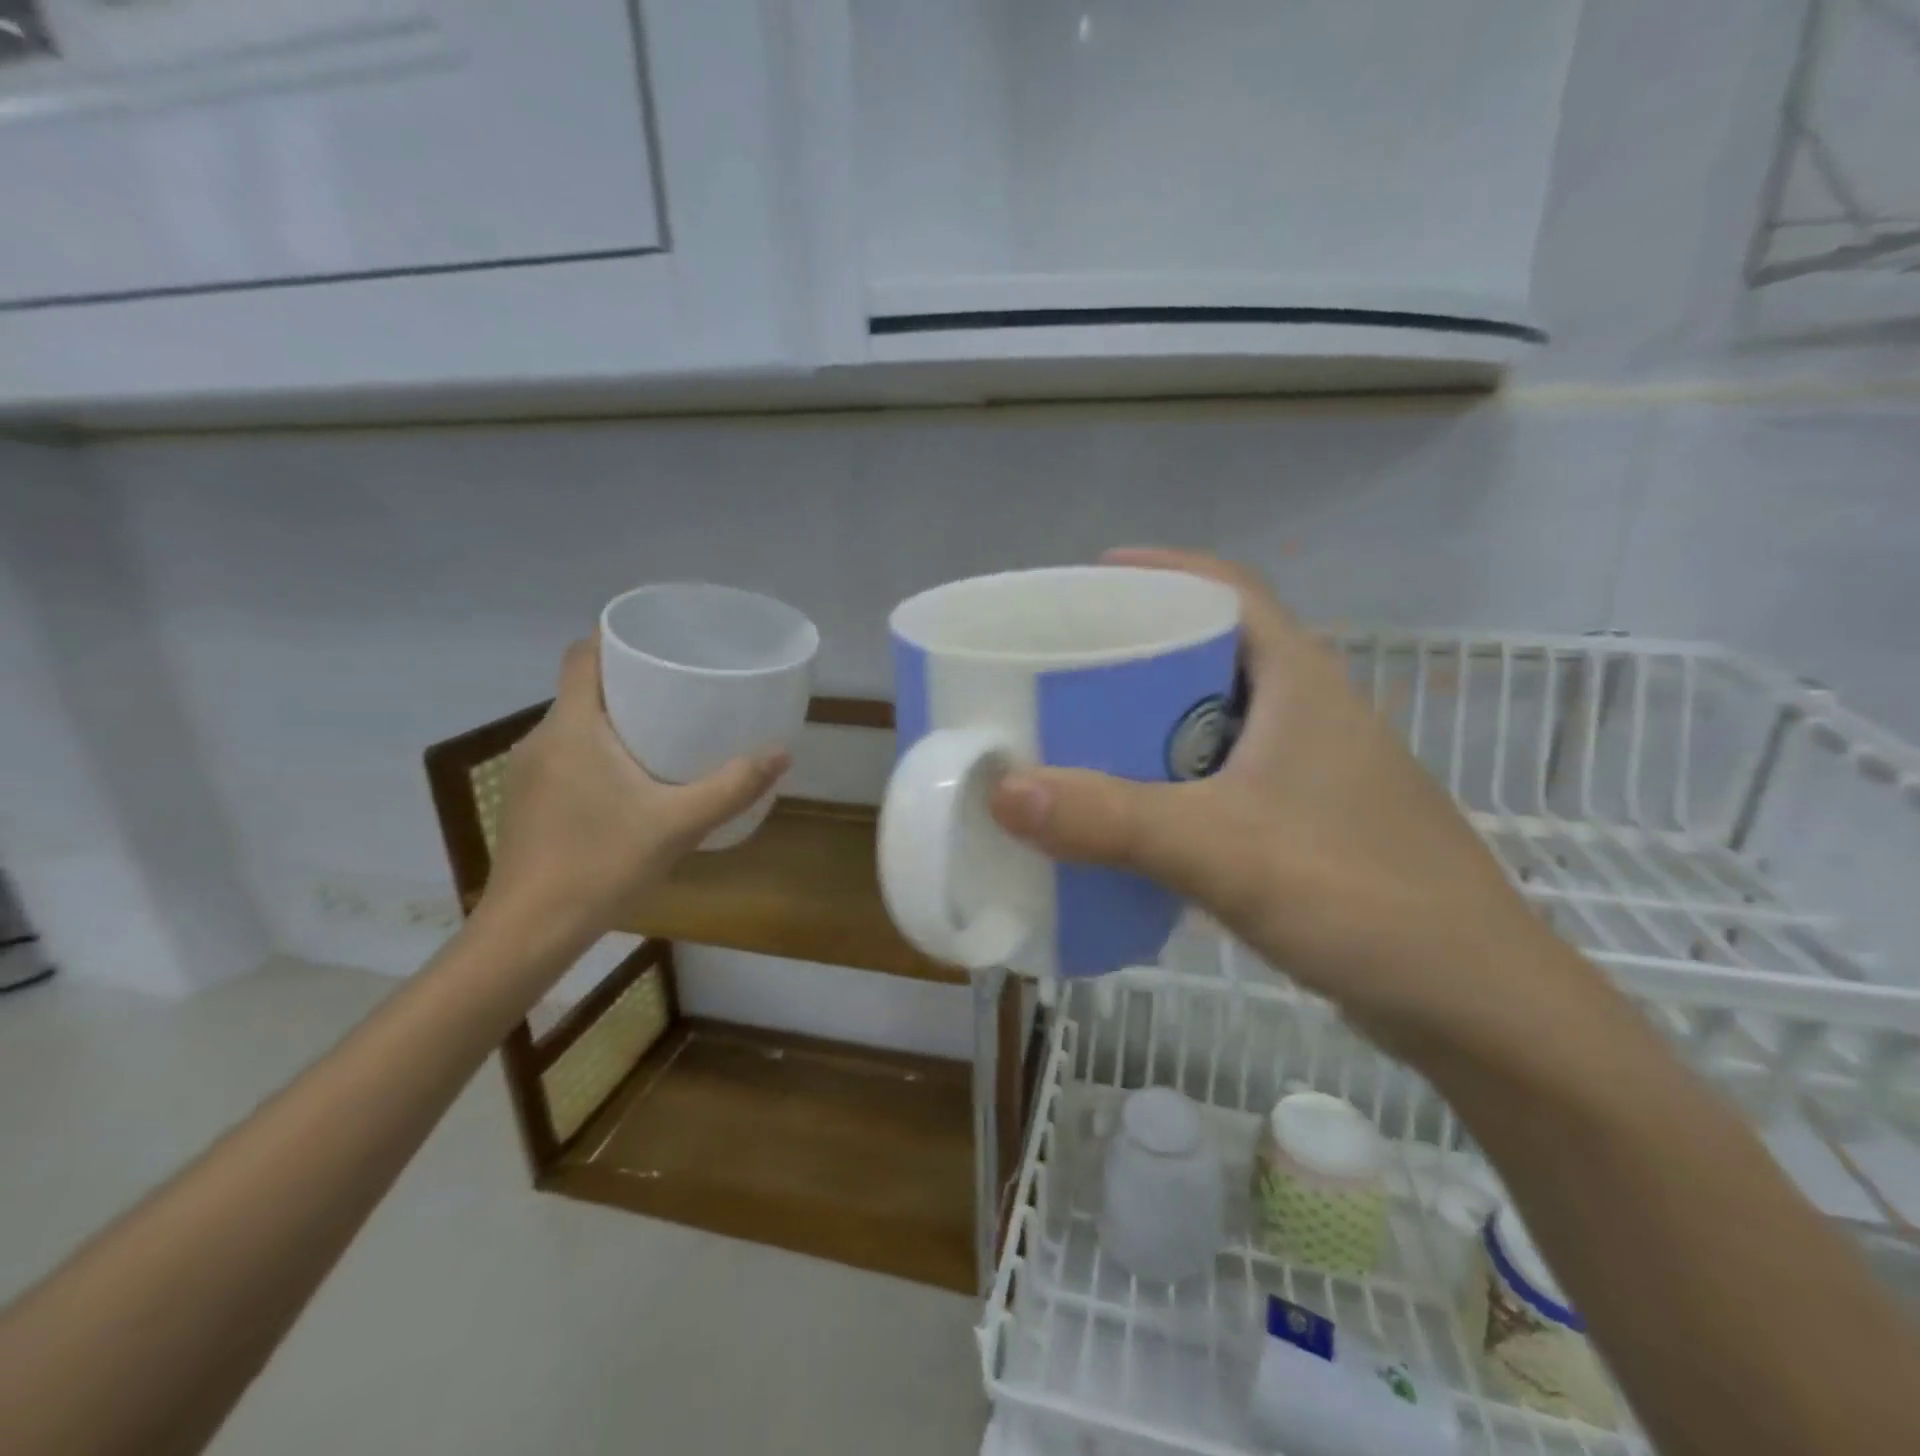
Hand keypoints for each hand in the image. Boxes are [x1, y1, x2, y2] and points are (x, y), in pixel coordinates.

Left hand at [481, 639, 787, 940]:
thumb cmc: (601, 864)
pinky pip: (565, 754)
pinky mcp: (526, 800)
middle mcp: (541, 739)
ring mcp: (527, 772)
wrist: (529, 930)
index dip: (616, 637)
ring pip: (574, 724)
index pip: (583, 654)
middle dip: (628, 681)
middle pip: (583, 688)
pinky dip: (597, 750)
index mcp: (572, 728)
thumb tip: (782, 753)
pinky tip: (629, 781)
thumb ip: (733, 786)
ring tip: (663, 731)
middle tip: (680, 688)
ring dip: (613, 719)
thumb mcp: (679, 824)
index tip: (659, 642)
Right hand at [989, 549, 1550, 1041]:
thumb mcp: (1223, 850)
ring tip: (1076, 734)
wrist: (1476, 1006)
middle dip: (1134, 652)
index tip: (1085, 583)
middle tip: (1060, 668)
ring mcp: (1312, 771)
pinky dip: (1170, 781)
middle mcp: (1308, 712)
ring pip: (1213, 721)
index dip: (1158, 570)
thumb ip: (1112, 819)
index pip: (1226, 589)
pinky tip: (1129, 812)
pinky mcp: (1308, 823)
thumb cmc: (1361, 898)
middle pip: (1209, 652)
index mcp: (1300, 681)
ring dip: (1148, 723)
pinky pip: (1221, 778)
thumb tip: (1002, 790)